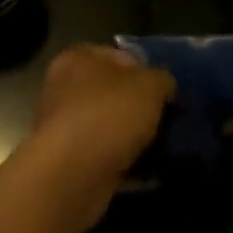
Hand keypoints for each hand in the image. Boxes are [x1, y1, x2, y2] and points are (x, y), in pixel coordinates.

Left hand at [21, 45, 173, 228]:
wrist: (72, 176)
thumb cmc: (109, 114)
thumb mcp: (149, 85)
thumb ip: (162, 79)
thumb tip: (165, 86)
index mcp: (79, 57)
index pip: (121, 56)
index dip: (147, 72)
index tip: (167, 93)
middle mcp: (65, 87)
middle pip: (114, 93)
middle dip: (140, 108)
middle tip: (167, 122)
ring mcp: (64, 127)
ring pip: (109, 127)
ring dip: (133, 138)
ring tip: (163, 150)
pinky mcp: (68, 163)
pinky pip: (105, 157)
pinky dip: (125, 164)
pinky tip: (149, 173)